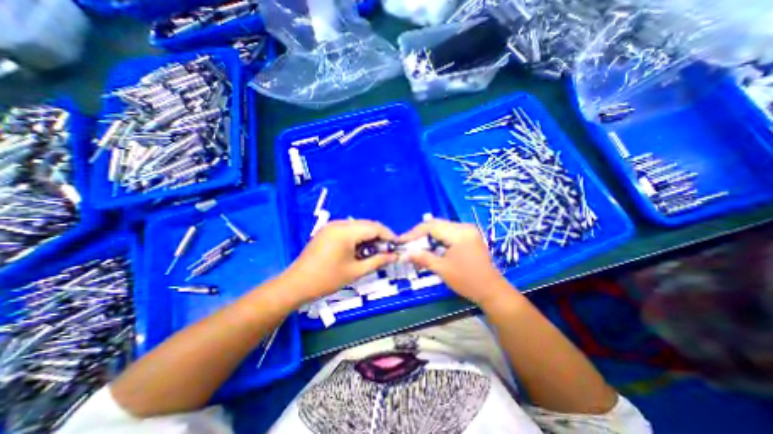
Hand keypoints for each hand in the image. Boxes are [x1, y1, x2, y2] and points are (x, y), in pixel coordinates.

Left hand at [283, 220, 394, 305]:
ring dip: (369, 236)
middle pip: (367, 224)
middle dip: (379, 236)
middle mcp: (339, 223)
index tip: (396, 246)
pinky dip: (358, 237)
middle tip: (386, 251)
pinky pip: (348, 229)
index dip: (388, 235)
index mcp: (346, 232)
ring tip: (373, 252)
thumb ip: (378, 261)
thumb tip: (395, 256)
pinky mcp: (327, 231)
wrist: (296, 284)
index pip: (374, 227)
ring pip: (358, 226)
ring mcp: (331, 226)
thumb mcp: (356, 271)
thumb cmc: (327, 279)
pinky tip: (359, 249)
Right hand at [401, 221, 511, 304]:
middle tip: (407, 244)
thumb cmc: (467, 281)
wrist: (491, 290)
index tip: (401, 241)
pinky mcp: (469, 235)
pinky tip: (430, 247)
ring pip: (441, 227)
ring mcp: (468, 230)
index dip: (413, 233)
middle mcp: (464, 227)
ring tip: (417, 246)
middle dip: (419, 234)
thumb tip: (403, 254)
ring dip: (428, 236)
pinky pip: (448, 232)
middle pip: (435, 224)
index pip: (431, 227)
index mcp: (459, 233)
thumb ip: (422, 258)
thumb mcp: (442, 269)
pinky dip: (437, 238)